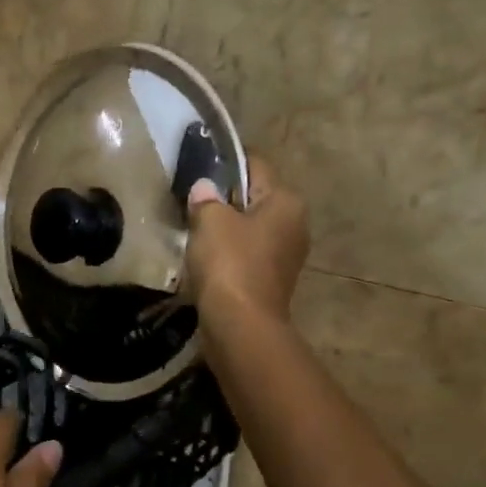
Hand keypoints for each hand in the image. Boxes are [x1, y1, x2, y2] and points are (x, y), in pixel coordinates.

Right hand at [184, 155, 309, 323]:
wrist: (241, 325)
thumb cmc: (229, 263)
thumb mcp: (210, 221)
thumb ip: (205, 198)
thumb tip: (204, 188)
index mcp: (286, 201)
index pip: (255, 165)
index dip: (226, 161)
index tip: (198, 163)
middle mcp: (294, 223)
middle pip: (254, 198)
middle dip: (225, 197)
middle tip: (190, 198)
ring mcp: (286, 255)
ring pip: (249, 228)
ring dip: (225, 228)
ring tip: (192, 228)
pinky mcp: (271, 280)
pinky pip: (246, 254)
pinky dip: (227, 253)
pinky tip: (204, 257)